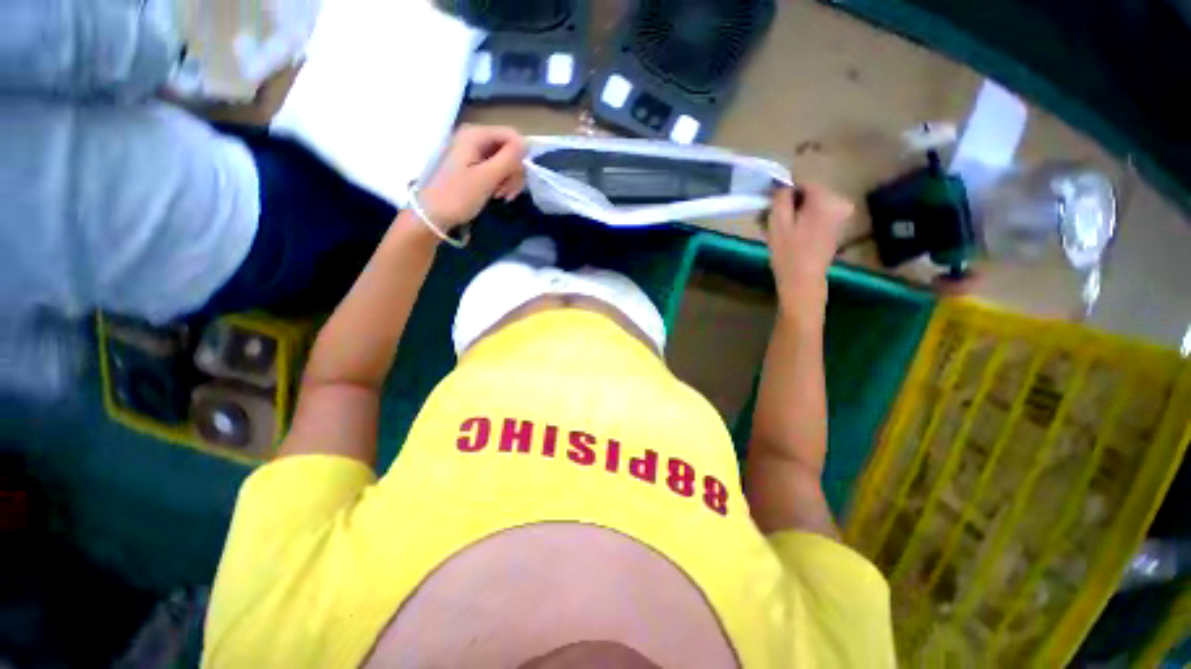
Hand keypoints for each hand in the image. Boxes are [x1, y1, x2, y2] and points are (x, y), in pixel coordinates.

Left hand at [418, 124, 526, 229]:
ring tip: (501, 196)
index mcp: (476, 135)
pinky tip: (497, 194)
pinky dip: (501, 182)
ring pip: (506, 161)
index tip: (516, 180)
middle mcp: (475, 138)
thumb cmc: (458, 196)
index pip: (513, 136)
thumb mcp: (486, 178)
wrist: (433, 214)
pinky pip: (496, 169)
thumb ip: (508, 159)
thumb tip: (525, 145)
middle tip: (508, 193)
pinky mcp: (473, 165)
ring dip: (509, 180)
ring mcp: (474, 152)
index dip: (520, 158)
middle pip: (510, 149)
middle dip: (514, 172)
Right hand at [766, 184, 853, 319]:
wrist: (803, 282)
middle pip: (808, 194)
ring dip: (792, 213)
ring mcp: (840, 216)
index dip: (783, 192)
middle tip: (767, 219)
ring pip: (811, 206)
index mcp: (826, 199)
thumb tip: (782, 186)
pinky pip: (816, 216)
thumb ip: (780, 198)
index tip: (767, 205)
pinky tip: (787, 234)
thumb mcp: (778, 222)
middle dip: (788, 204)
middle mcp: (839, 203)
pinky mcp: (836, 228)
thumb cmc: (788, 253)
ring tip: (774, 229)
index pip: (802, 183)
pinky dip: (801, 221)